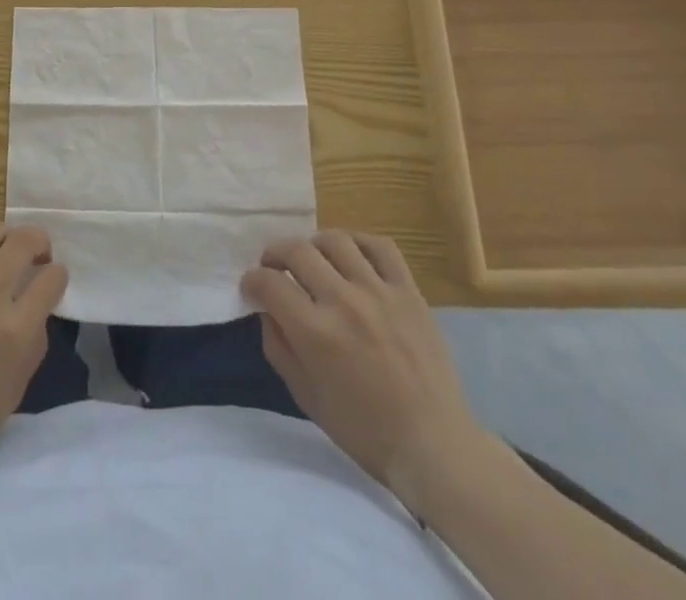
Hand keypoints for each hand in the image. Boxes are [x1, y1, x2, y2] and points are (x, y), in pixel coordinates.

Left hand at [0, 224, 66, 480]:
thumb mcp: (17, 385)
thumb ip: (34, 339)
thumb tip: (39, 304)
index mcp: (14, 332)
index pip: (51, 280)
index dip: (58, 274)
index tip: (52, 277)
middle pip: (22, 243)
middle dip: (38, 240)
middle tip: (36, 252)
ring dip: (3, 235)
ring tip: (2, 248)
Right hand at [242, 231, 492, 507]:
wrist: (433, 445)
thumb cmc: (363, 429)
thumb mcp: (305, 396)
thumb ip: (278, 346)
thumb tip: (266, 310)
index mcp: (315, 332)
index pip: (269, 283)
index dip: (252, 280)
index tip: (252, 288)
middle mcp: (343, 302)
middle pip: (297, 250)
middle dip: (275, 254)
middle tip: (274, 267)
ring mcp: (379, 292)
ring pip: (335, 240)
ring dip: (314, 245)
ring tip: (313, 260)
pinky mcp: (409, 291)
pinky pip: (380, 247)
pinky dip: (359, 242)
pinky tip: (351, 255)